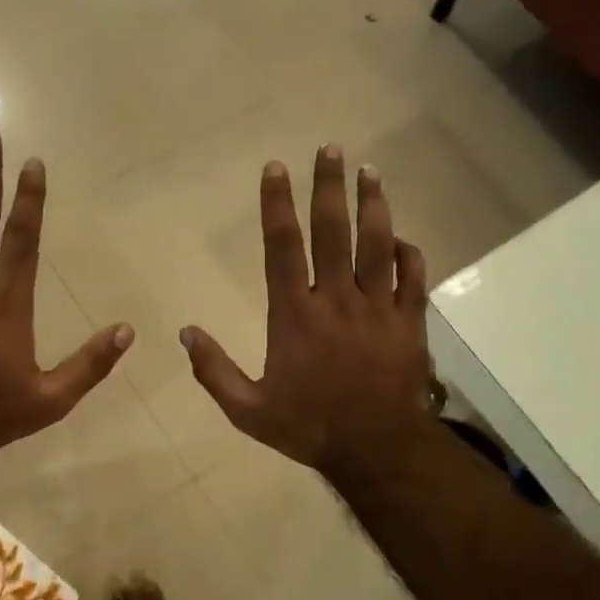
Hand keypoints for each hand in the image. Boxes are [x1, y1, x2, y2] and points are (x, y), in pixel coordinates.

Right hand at [181, 145, 432, 476]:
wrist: (377, 450)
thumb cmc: (308, 427)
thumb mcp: (248, 410)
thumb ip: (214, 371)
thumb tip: (185, 333)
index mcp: (295, 315)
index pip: (283, 247)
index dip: (277, 205)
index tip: (276, 169)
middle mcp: (337, 300)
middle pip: (333, 231)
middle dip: (329, 187)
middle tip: (330, 149)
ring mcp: (379, 308)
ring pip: (378, 244)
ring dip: (373, 205)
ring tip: (369, 171)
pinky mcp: (410, 323)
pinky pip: (413, 278)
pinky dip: (408, 253)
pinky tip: (401, 238)